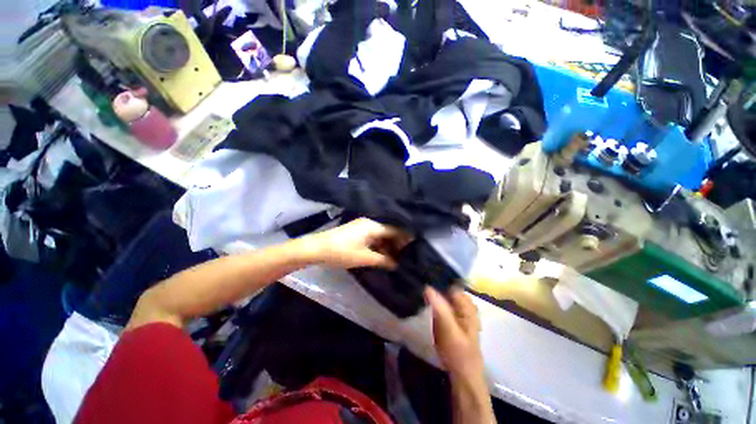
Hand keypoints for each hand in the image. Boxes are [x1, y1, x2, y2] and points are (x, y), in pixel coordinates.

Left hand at [304, 218, 411, 269]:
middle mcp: (370, 223)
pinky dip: (379, 246)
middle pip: (389, 232)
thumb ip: (383, 260)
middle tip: (405, 257)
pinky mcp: (357, 232)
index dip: (405, 239)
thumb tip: (397, 264)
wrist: (317, 248)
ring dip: (388, 246)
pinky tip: (382, 256)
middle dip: (397, 244)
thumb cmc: (342, 252)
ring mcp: (363, 227)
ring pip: (381, 235)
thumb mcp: (365, 258)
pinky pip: (373, 237)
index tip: (414, 248)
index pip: (395, 230)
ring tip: (395, 259)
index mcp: (373, 226)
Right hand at [425, 286, 484, 378]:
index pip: (450, 283)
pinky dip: (431, 298)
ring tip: (416, 284)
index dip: (437, 277)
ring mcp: (455, 310)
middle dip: (432, 282)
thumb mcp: (450, 329)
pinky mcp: (447, 316)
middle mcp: (462, 303)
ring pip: (441, 293)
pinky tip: (421, 297)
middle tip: (416, 278)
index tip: (421, 273)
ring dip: (431, 289)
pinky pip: (438, 302)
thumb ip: (440, 308)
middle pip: (445, 286)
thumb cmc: (459, 351)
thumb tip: (427, 286)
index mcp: (467, 304)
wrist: (462, 373)